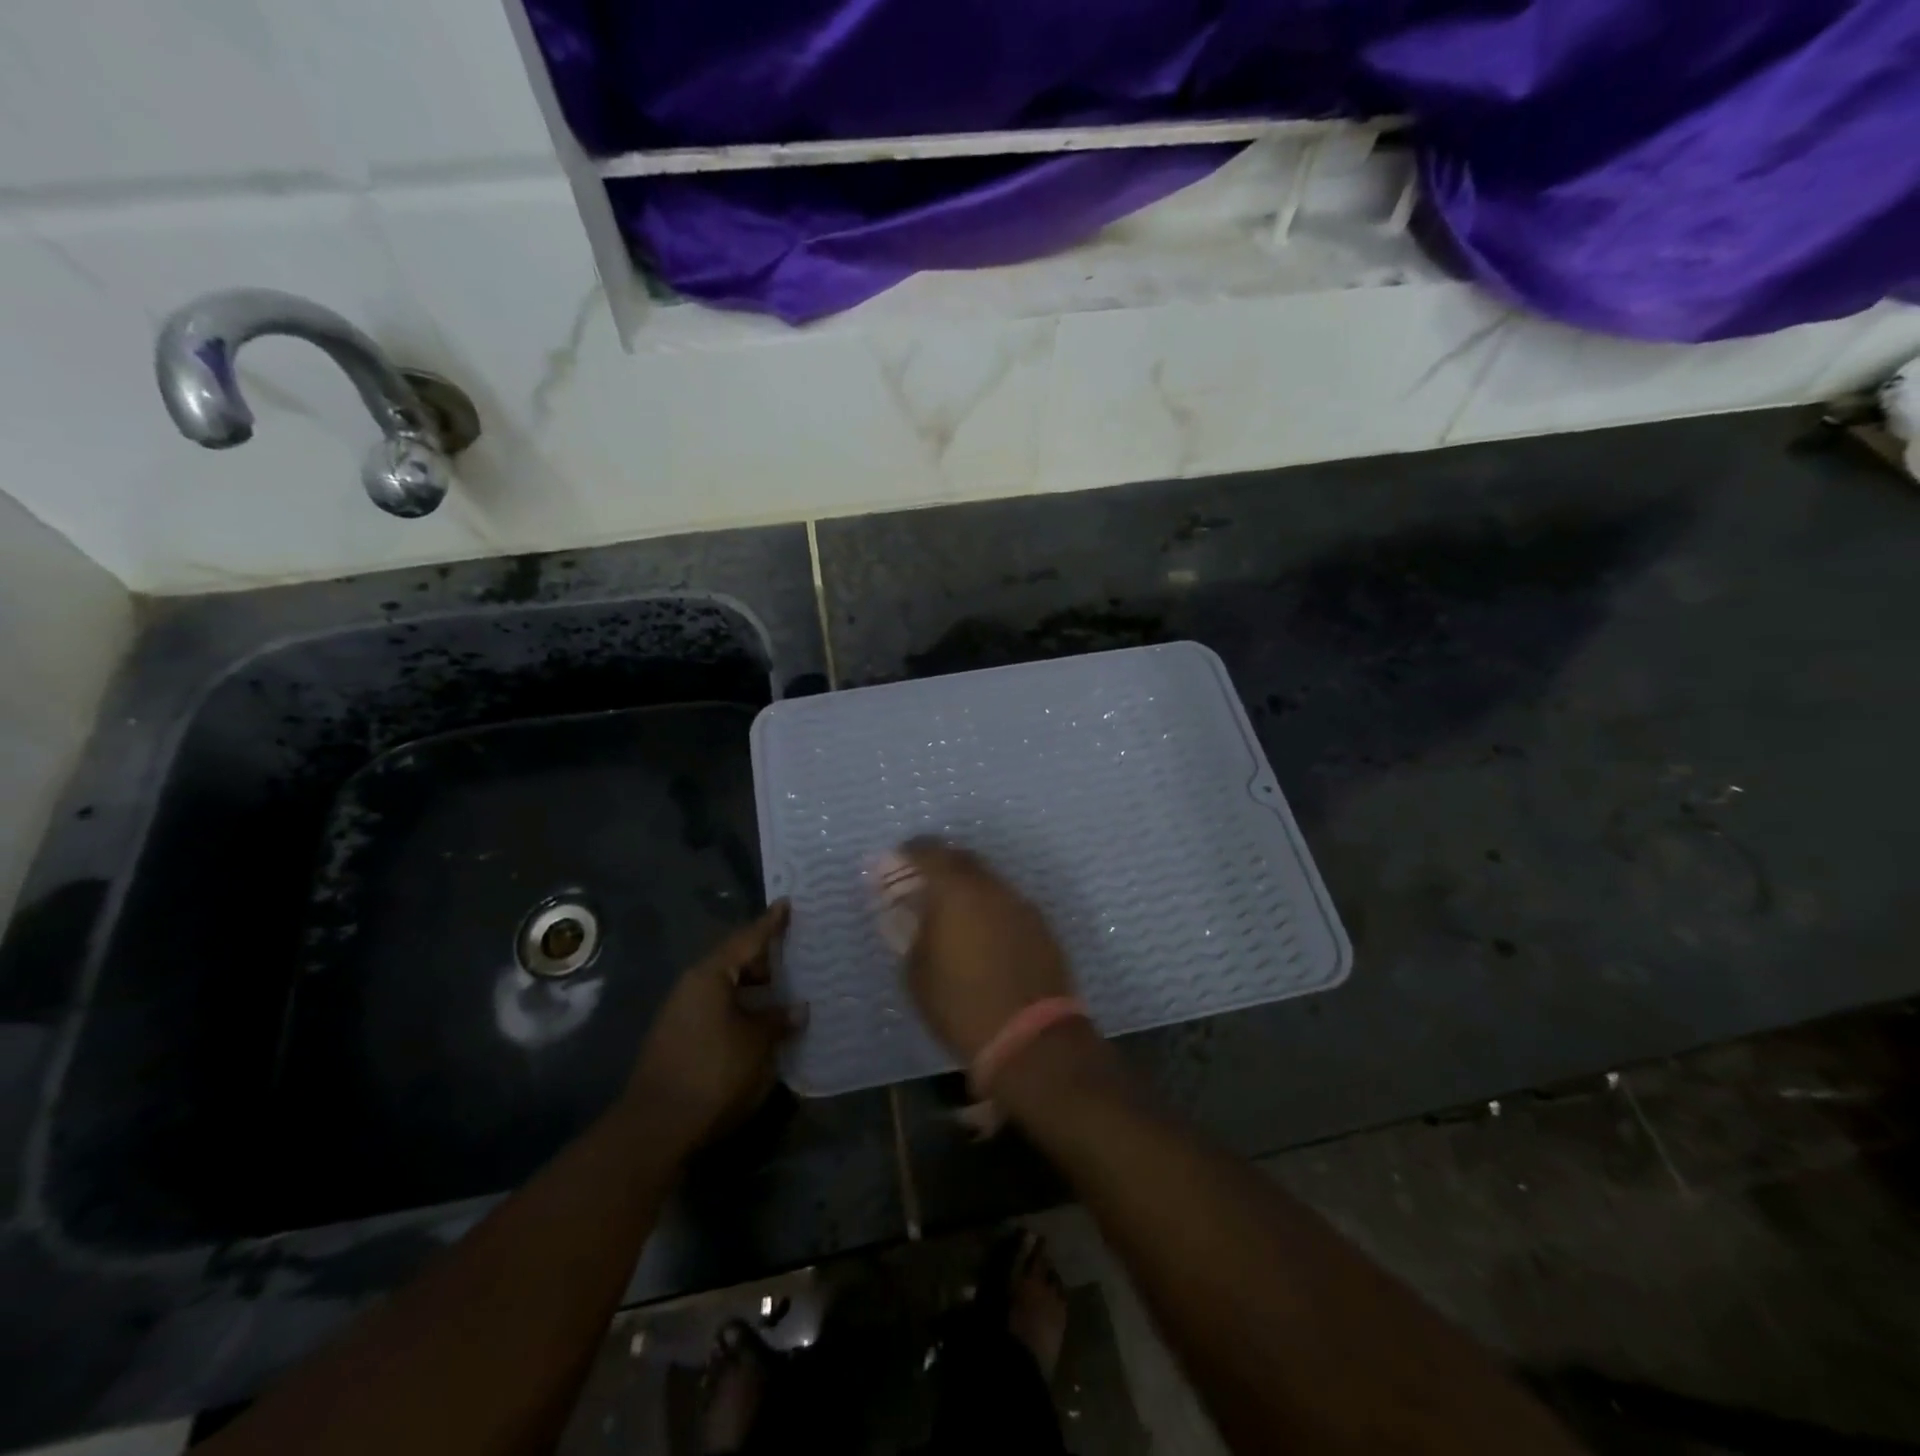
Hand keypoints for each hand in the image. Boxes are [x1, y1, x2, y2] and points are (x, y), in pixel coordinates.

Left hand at [625, 901, 806, 1153]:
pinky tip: (762, 1021)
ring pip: (726, 987)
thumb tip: (797, 1008)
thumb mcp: (757, 1043)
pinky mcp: (680, 1038)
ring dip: (754, 988)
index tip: (787, 904)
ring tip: (787, 991)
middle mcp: (692, 986)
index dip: (770, 923)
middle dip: (766, 959)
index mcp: (710, 975)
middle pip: (734, 961)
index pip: (747, 939)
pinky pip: (718, 1008)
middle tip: (798, 954)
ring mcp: (682, 1013)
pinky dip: (742, 1007)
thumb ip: (778, 1019)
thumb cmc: (713, 1071)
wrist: (656, 1128)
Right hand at [879, 839, 1075, 1061]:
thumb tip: (908, 911)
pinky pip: (1008, 904)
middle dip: (941, 866)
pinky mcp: (1041, 926)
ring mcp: (1021, 904)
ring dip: (969, 889)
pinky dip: (991, 909)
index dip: (910, 851)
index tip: (897, 860)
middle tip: (923, 884)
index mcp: (956, 890)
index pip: (929, 851)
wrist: (1031, 1037)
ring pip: (989, 882)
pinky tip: (983, 934)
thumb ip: (910, 931)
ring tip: (952, 913)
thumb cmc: (960, 1004)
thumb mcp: (917, 972)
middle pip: (963, 859)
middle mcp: (991, 886)